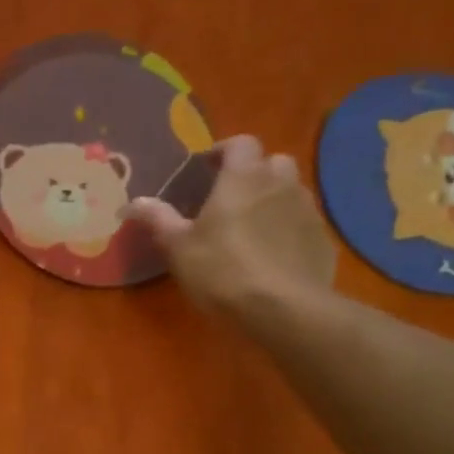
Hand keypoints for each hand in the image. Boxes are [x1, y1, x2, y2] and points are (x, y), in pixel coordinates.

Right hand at [126, 134, 336, 313]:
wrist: (283, 309)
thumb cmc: (222, 270)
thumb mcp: (178, 247)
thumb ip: (158, 219)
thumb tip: (131, 203)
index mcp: (243, 178)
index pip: (240, 143)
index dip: (224, 151)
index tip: (206, 168)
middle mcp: (280, 184)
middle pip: (272, 162)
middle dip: (253, 172)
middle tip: (230, 197)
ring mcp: (307, 211)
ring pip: (291, 191)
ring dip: (273, 199)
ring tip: (251, 226)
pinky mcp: (322, 240)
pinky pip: (303, 223)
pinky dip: (288, 228)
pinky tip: (273, 254)